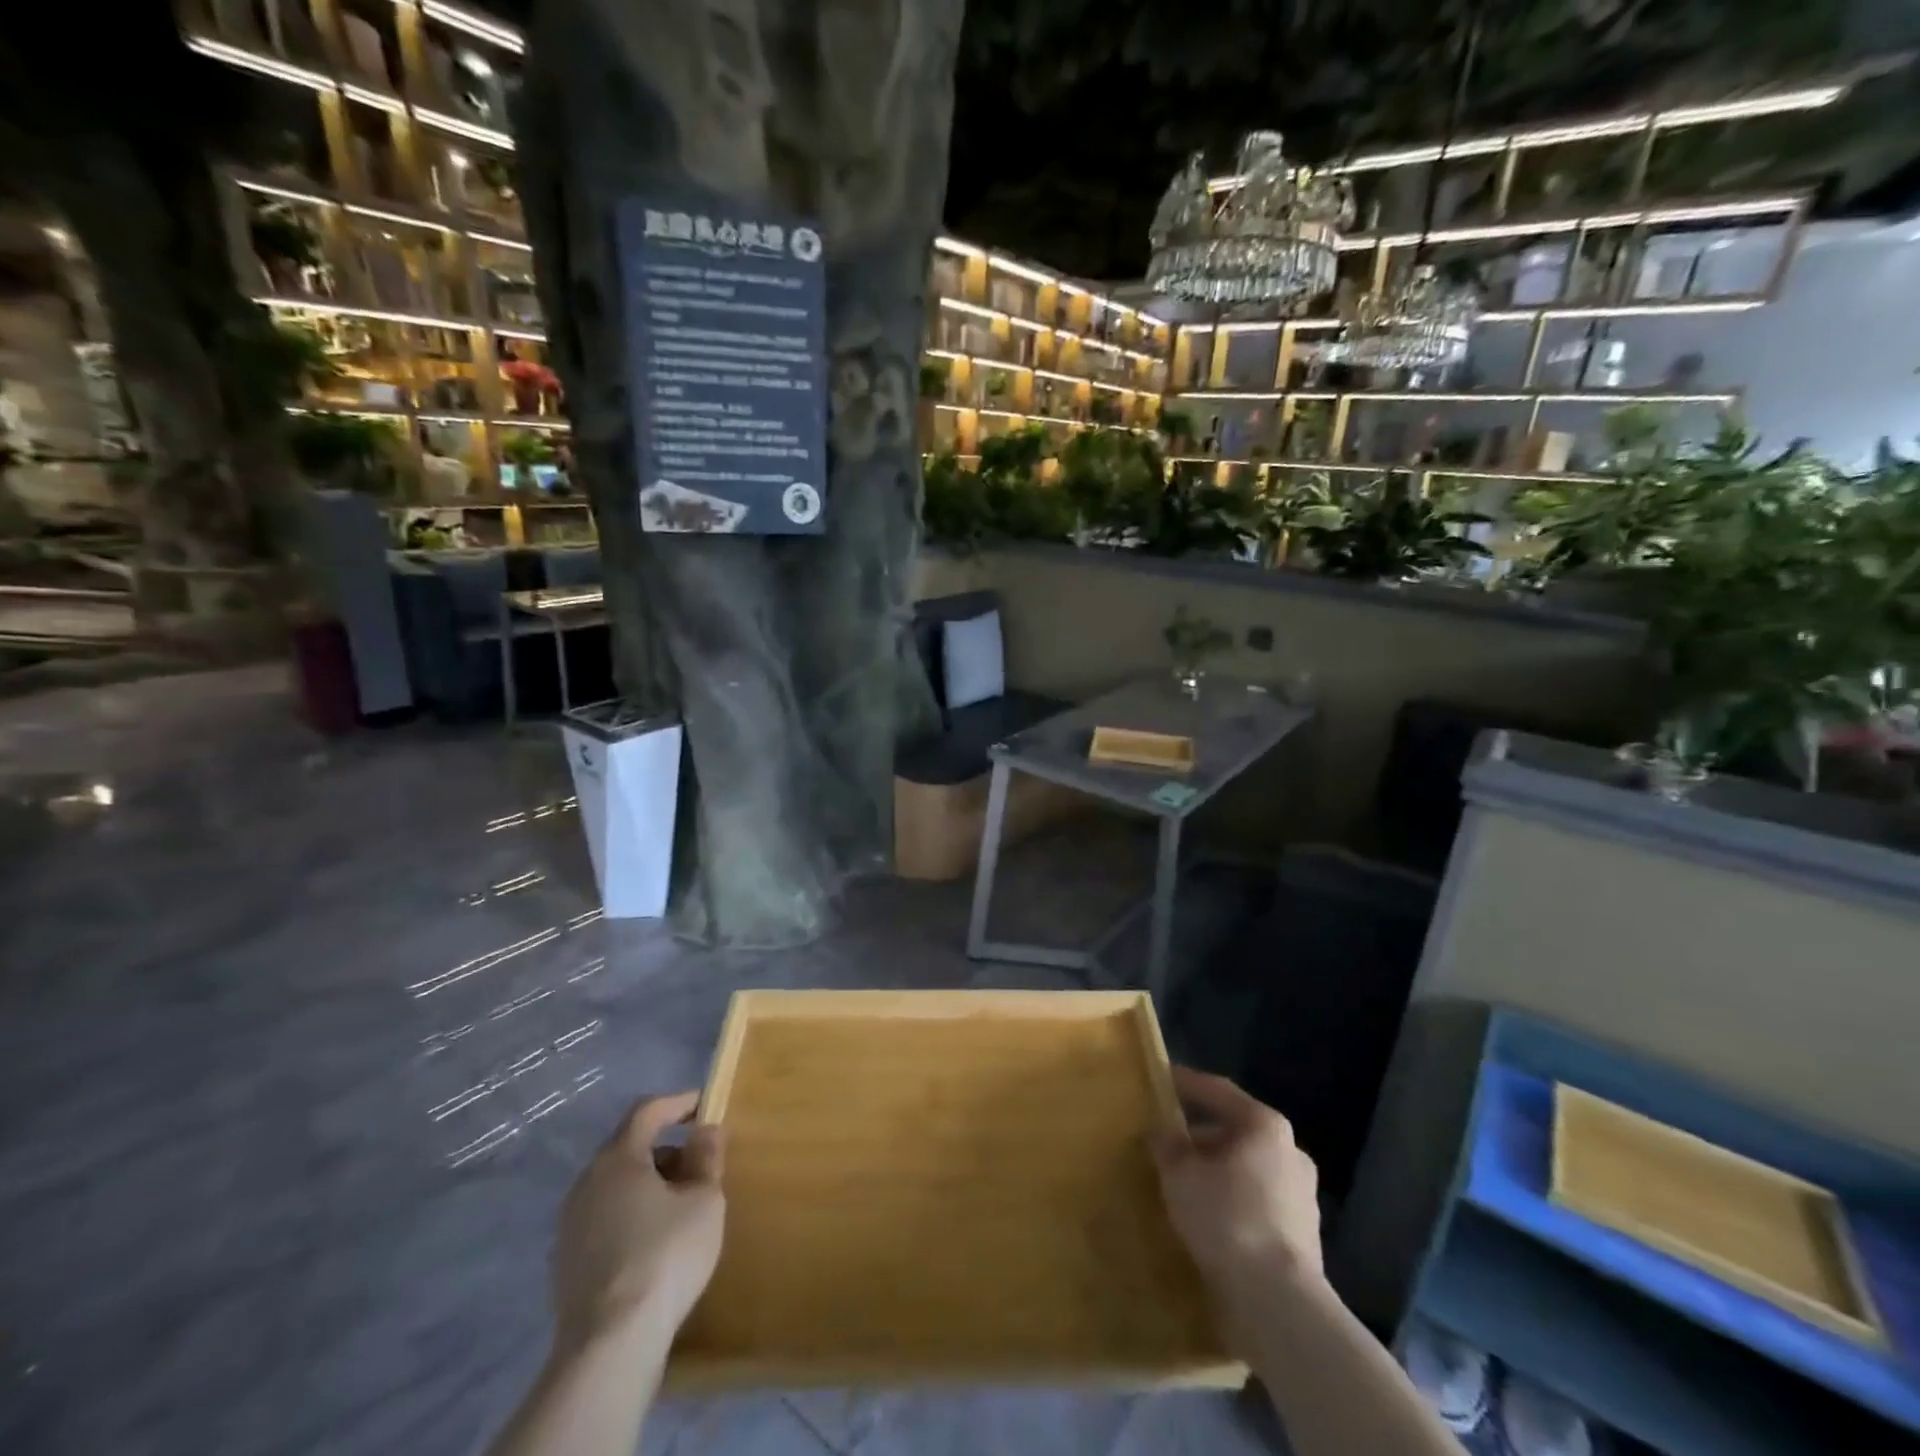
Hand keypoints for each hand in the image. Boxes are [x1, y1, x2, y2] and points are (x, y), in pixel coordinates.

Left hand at [550, 1091, 724, 1351]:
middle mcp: (586, 1182)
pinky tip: (653, 1243)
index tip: (705, 1105)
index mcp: (618, 1159)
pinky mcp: (566, 1263)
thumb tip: (705, 1131)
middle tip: (698, 1164)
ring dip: (648, 1184)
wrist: (609, 1346)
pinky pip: (604, 1219)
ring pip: (615, 1186)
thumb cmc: (664, 1256)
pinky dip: (631, 1215)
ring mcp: (570, 1225)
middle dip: (666, 1149)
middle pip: (629, 1148)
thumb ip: (706, 1158)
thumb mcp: (704, 1201)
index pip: (647, 1111)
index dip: (678, 1103)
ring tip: (681, 1206)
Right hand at [1153, 1067, 1321, 1290]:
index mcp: (1265, 1126)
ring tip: (1182, 1183)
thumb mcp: (1180, 1173)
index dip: (1186, 1083)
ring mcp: (1302, 1195)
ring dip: (1216, 1171)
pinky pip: (1256, 1202)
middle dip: (1199, 1135)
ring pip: (1247, 1169)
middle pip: (1235, 1131)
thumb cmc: (1227, 1219)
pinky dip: (1231, 1201)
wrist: (1280, 1303)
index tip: (1161, 1079)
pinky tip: (1206, 1217)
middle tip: (1166, 1141)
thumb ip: (1167, 1143)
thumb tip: (1162, 1130)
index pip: (1218, 1091)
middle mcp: (1290, 1151)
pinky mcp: (1303, 1235)